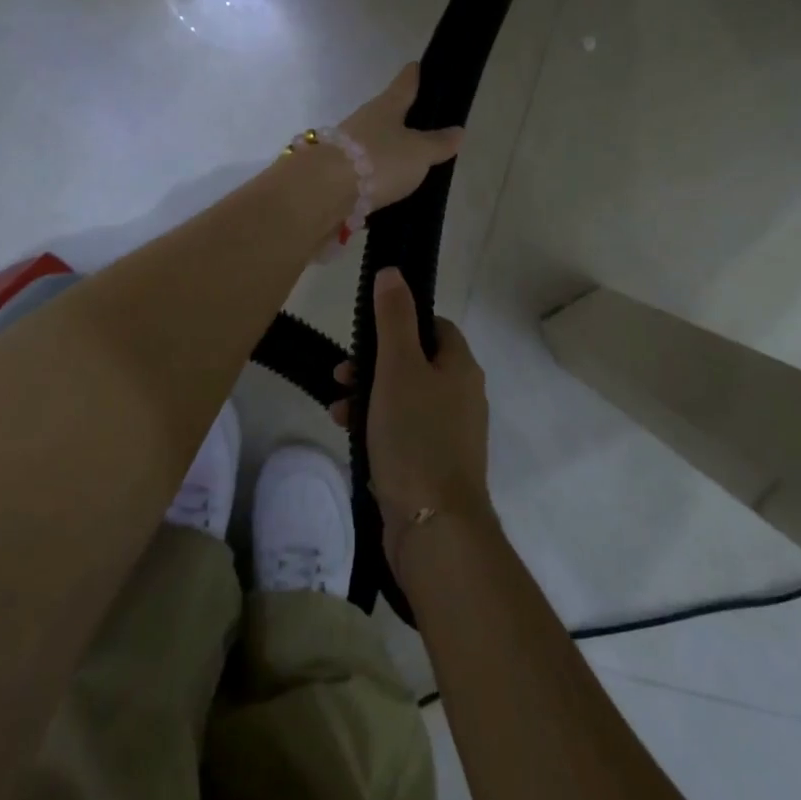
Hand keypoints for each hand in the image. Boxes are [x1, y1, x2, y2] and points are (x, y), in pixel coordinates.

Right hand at [331, 268, 492, 578]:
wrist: (435, 528)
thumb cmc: (415, 436)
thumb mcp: (398, 367)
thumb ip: (394, 317)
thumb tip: (393, 271)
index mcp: (461, 366)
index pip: (434, 326)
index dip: (401, 323)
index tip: (367, 335)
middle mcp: (463, 395)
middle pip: (416, 362)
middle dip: (374, 364)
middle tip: (341, 373)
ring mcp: (452, 434)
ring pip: (406, 398)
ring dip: (370, 396)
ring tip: (337, 408)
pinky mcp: (438, 466)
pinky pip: (405, 432)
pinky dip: (379, 428)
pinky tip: (353, 438)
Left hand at [338, 63, 463, 211]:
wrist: (323, 191)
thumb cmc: (379, 160)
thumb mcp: (418, 153)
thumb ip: (438, 143)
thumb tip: (457, 130)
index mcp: (386, 107)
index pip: (403, 85)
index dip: (412, 76)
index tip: (415, 65)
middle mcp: (363, 121)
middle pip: (385, 114)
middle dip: (400, 118)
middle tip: (421, 125)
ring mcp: (346, 147)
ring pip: (372, 143)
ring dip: (386, 150)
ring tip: (408, 163)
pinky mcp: (336, 174)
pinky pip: (363, 171)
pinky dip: (375, 176)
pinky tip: (386, 189)